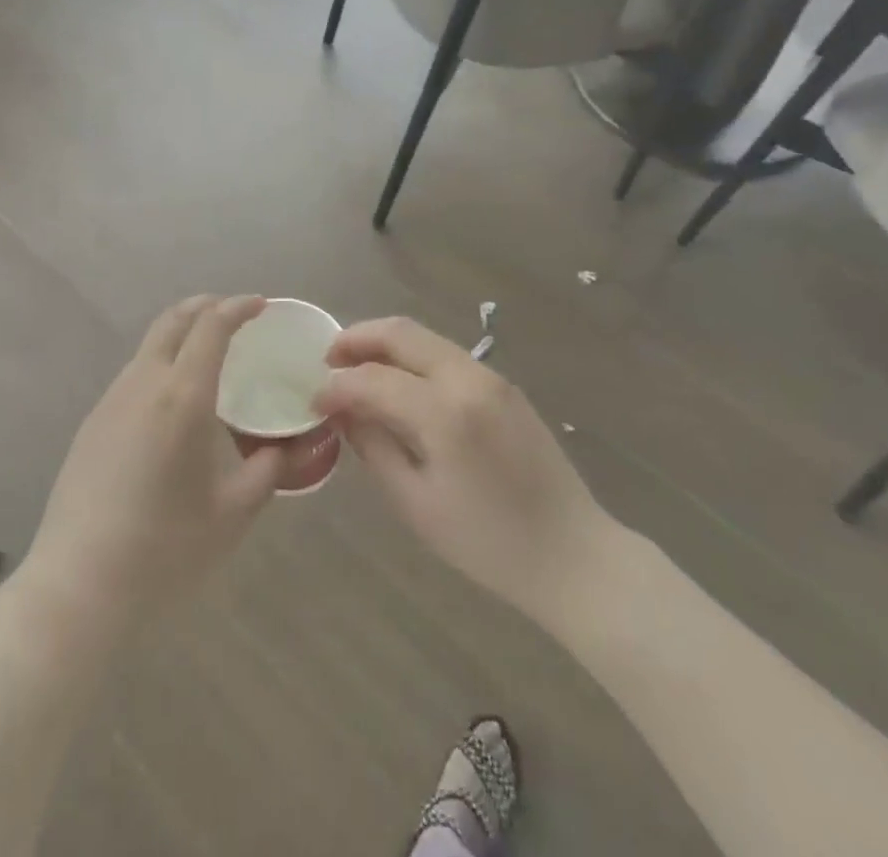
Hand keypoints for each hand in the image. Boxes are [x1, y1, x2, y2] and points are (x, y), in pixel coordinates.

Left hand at [18, 296, 283, 632]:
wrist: (78, 586)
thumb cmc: (165, 548)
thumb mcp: (233, 513)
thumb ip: (267, 471)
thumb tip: (286, 448)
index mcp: (182, 396)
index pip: (211, 327)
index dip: (238, 307)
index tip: (260, 305)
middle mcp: (143, 384)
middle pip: (173, 320)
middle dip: (206, 306)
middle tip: (236, 315)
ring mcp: (111, 401)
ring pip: (150, 346)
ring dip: (182, 335)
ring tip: (209, 357)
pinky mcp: (92, 423)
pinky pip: (135, 375)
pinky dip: (162, 363)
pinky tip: (174, 402)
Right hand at [315, 317, 610, 628]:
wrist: (573, 555)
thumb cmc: (488, 543)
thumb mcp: (416, 503)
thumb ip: (374, 447)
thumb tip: (343, 412)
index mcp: (445, 412)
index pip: (373, 379)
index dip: (336, 386)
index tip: (313, 401)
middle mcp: (469, 378)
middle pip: (401, 332)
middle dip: (357, 339)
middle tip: (328, 360)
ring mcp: (491, 376)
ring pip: (425, 338)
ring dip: (385, 345)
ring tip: (357, 369)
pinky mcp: (504, 385)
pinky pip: (447, 355)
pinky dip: (414, 359)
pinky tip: (399, 384)